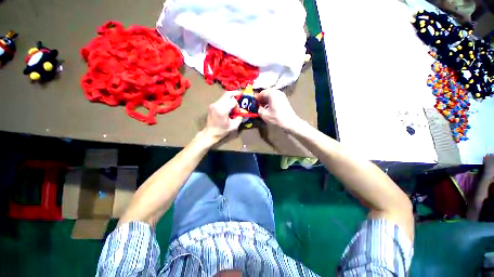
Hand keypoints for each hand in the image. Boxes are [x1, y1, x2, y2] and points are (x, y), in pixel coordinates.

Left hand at [203, 91, 242, 141]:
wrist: (210, 133)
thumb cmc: (221, 131)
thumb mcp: (233, 126)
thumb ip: (239, 118)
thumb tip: (242, 113)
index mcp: (222, 110)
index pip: (233, 101)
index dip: (237, 106)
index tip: (237, 112)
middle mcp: (217, 105)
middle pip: (227, 94)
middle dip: (235, 94)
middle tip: (241, 94)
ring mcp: (213, 104)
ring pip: (224, 96)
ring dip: (230, 98)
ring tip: (234, 104)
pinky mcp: (212, 105)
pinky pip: (221, 100)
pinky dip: (226, 101)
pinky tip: (228, 107)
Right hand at [255, 88, 300, 129]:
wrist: (290, 122)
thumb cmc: (276, 118)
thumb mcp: (264, 115)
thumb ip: (259, 109)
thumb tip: (259, 107)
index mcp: (272, 93)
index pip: (261, 93)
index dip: (256, 98)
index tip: (253, 102)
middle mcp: (277, 92)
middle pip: (266, 93)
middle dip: (261, 98)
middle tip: (257, 104)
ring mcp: (282, 95)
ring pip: (271, 95)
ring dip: (266, 100)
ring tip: (262, 107)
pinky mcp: (284, 99)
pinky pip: (275, 98)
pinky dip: (270, 101)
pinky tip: (268, 108)